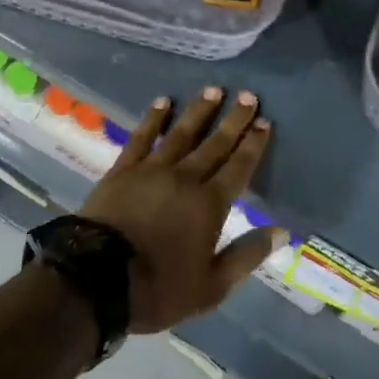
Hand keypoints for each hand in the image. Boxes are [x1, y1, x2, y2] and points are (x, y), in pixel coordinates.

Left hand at [80, 87, 285, 333]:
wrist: (97, 280)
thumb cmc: (159, 288)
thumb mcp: (212, 286)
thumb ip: (247, 255)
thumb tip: (282, 230)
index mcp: (210, 204)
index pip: (238, 167)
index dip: (253, 144)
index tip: (264, 122)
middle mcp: (185, 177)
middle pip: (215, 143)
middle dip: (234, 119)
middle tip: (248, 95)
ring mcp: (152, 169)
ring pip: (181, 133)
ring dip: (199, 110)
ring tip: (214, 90)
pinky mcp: (123, 169)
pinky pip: (142, 136)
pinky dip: (153, 118)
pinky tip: (162, 101)